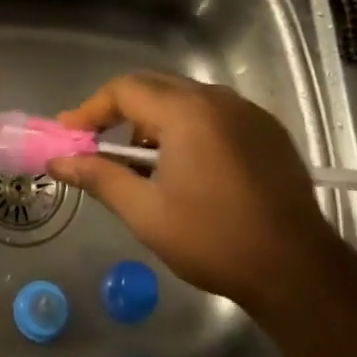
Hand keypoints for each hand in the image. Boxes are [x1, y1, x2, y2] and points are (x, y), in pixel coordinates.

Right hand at [46, 73, 339, 313]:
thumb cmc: (213, 240)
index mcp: (186, 112)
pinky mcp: (268, 131)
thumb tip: (59, 161)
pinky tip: (188, 166)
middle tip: (98, 143)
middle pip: (155, 86)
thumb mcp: (146, 212)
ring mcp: (248, 112)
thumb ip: (99, 177)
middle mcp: (218, 99)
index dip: (91, 109)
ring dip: (156, 120)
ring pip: (186, 98)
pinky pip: (215, 113)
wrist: (297, 271)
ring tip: (144, 162)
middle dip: (120, 111)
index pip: (124, 89)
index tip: (70, 134)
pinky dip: (189, 128)